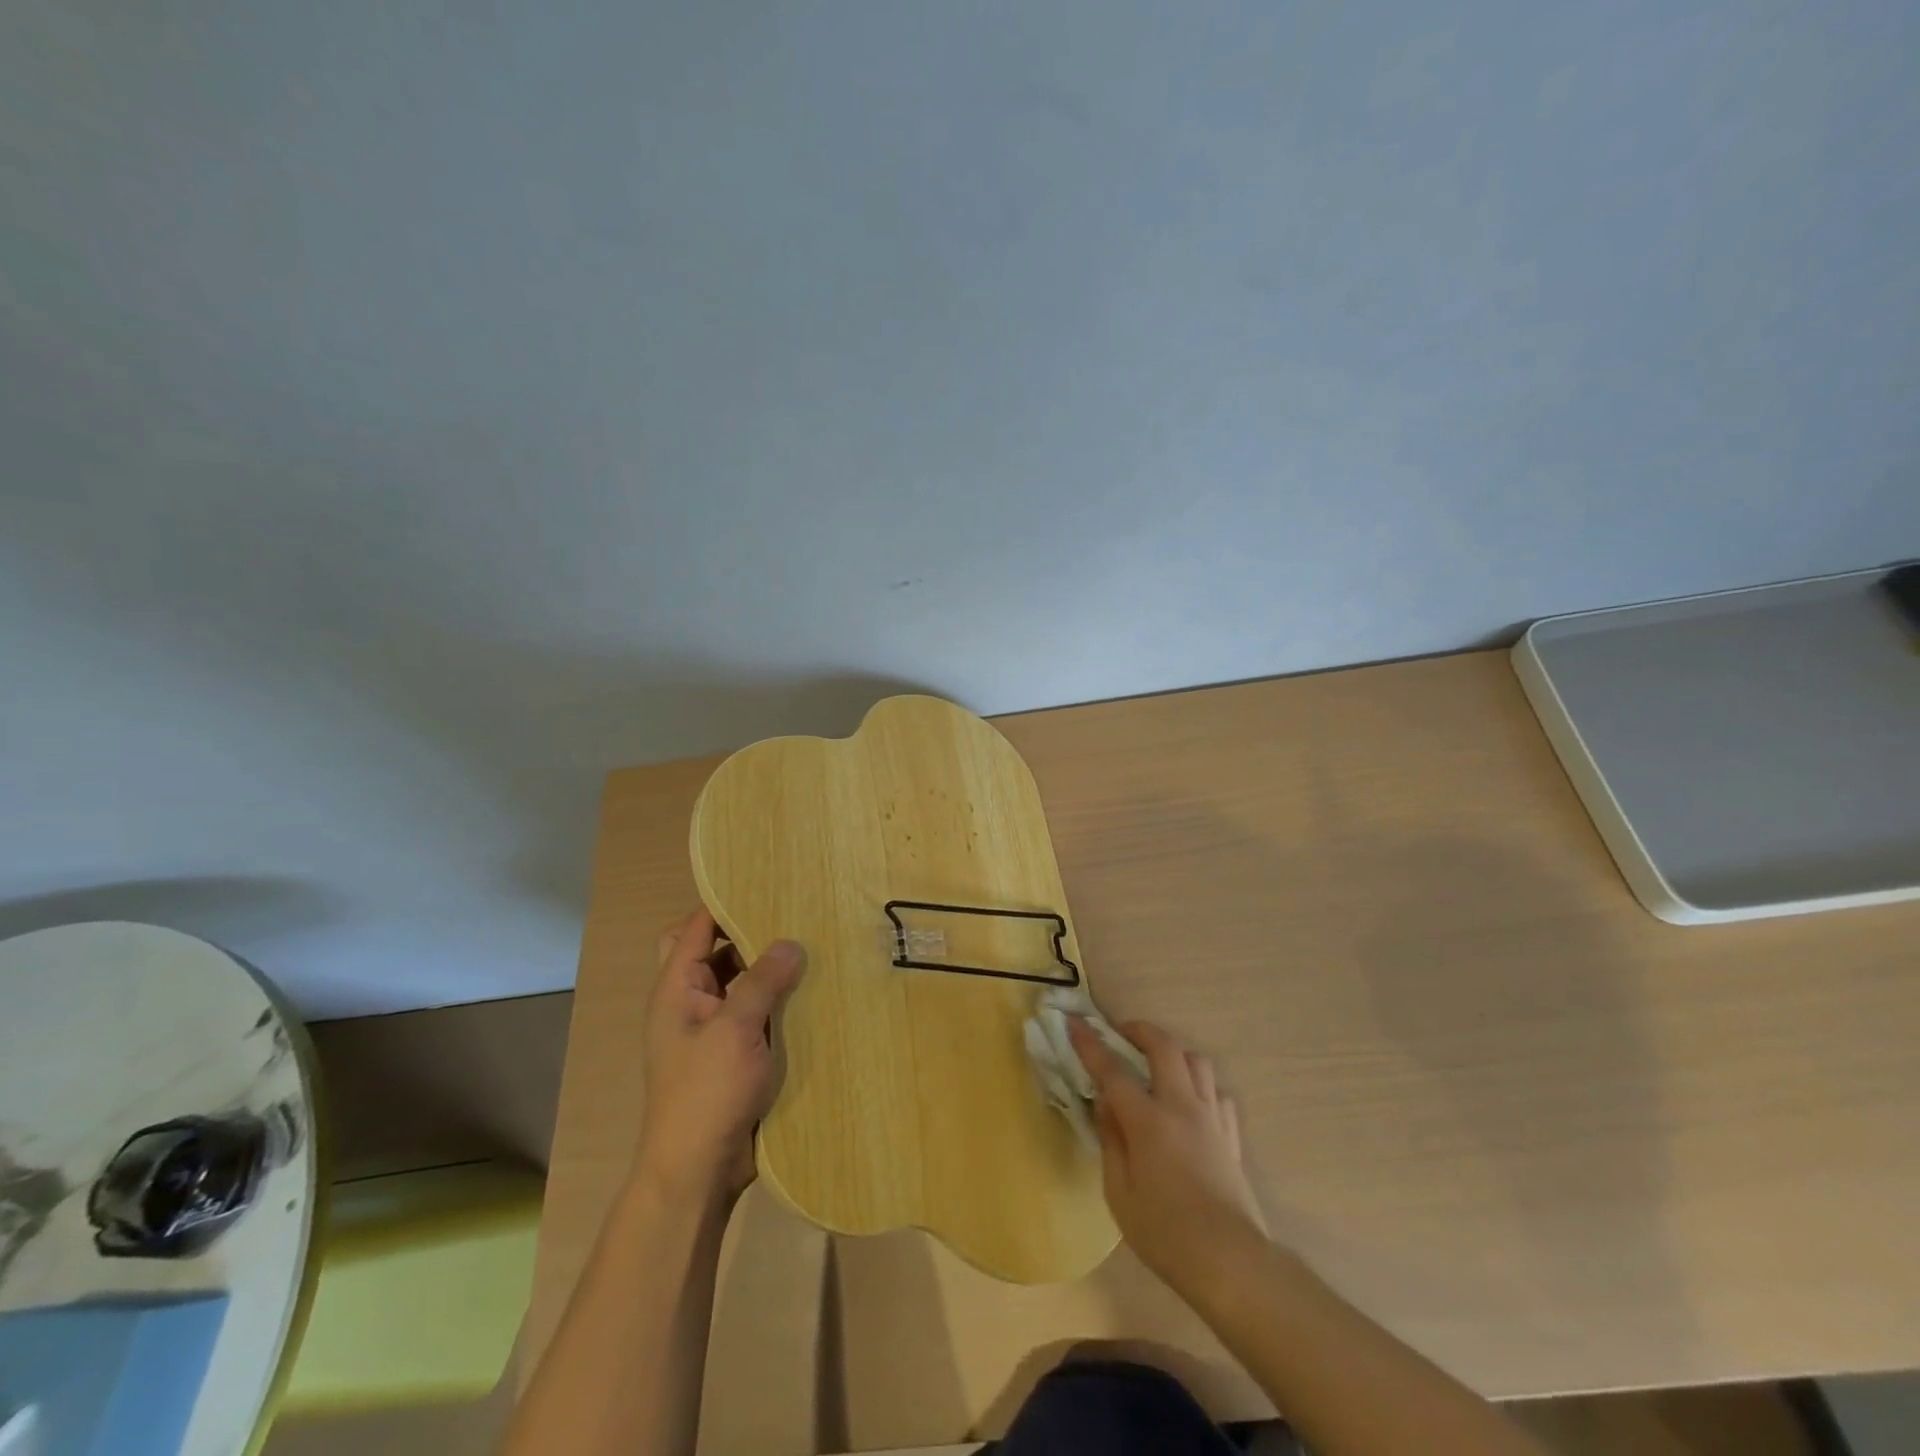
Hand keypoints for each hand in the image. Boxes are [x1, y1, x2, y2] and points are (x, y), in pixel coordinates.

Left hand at [634, 908, 804, 1205]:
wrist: (697, 1172)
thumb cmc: (706, 1093)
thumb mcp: (735, 1029)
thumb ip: (761, 980)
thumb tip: (790, 941)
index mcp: (676, 989)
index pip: (695, 927)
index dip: (725, 903)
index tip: (766, 884)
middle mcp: (690, 1002)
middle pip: (715, 952)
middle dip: (750, 934)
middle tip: (794, 916)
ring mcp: (711, 1030)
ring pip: (739, 982)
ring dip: (767, 969)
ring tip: (811, 948)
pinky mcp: (733, 1053)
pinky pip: (754, 1012)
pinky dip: (776, 1000)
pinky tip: (811, 993)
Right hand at [1068, 1017, 1267, 1295]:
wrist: (1231, 1262)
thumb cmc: (1165, 1234)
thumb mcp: (1119, 1193)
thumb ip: (1111, 1140)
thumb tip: (1105, 1103)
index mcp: (1148, 1120)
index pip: (1112, 1070)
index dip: (1090, 1044)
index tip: (1074, 1023)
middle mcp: (1182, 1107)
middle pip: (1164, 1047)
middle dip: (1139, 1030)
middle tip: (1120, 1033)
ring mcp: (1212, 1118)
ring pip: (1197, 1061)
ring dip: (1173, 1053)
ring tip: (1156, 1065)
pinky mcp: (1231, 1135)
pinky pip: (1217, 1092)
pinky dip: (1199, 1085)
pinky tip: (1189, 1101)